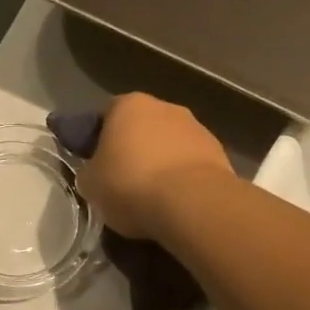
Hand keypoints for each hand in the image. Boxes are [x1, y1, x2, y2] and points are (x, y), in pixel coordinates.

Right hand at [76, 93, 233, 239]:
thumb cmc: (131, 185)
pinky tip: (176, 202)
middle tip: (123, 181)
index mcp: (128, 105)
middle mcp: (165, 107)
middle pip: (142, 127)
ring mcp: (197, 128)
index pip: (106, 115)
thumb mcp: (90, 184)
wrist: (191, 203)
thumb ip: (90, 172)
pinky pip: (191, 164)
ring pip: (169, 145)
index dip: (98, 139)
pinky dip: (182, 179)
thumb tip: (96, 173)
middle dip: (134, 149)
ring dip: (161, 163)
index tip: (96, 163)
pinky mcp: (219, 153)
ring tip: (153, 197)